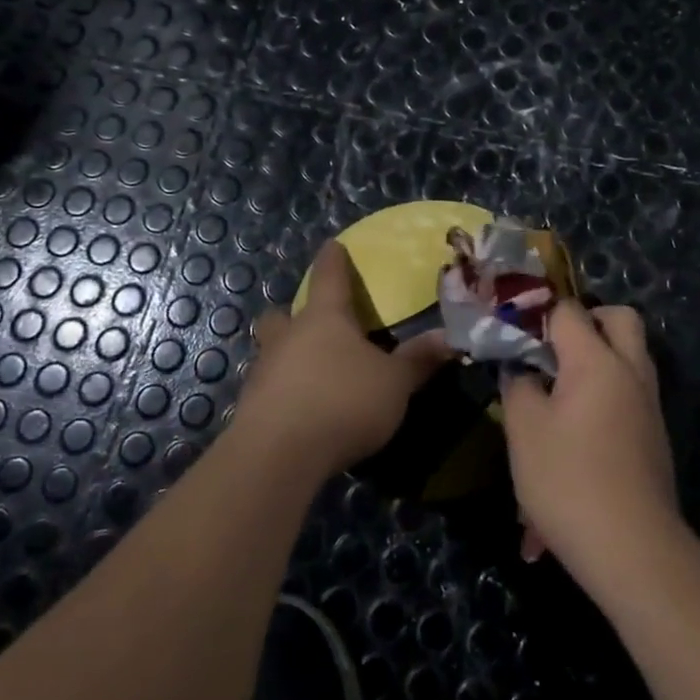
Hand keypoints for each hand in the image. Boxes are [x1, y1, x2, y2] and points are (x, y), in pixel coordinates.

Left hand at [239, 241, 451, 476]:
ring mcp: (264, 371)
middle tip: (311, 324)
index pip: (329, 276)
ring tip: (311, 373)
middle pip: (282, 315)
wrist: (278, 454)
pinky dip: (284, 392)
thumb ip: (418, 360)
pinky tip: (301, 411)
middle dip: (292, 315)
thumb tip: (449, 338)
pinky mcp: (251, 408)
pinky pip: (269, 388)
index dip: (333, 260)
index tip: (333, 245)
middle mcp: (289, 336)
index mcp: (325, 318)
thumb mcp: (394, 383)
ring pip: (271, 351)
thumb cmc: (343, 401)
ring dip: (287, 356)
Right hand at [500, 302, 678, 585]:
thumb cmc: (568, 479)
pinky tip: (576, 433)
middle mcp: (631, 371)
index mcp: (597, 361)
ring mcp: (648, 404)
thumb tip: (521, 369)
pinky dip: (606, 397)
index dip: (539, 315)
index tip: (515, 335)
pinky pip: (630, 395)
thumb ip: (518, 385)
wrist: (632, 548)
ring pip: (629, 357)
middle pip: (619, 319)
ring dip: (598, 360)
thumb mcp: (523, 429)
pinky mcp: (653, 434)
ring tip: (557, 392)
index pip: (569, 311)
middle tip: (553, 348)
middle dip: (587, 322)